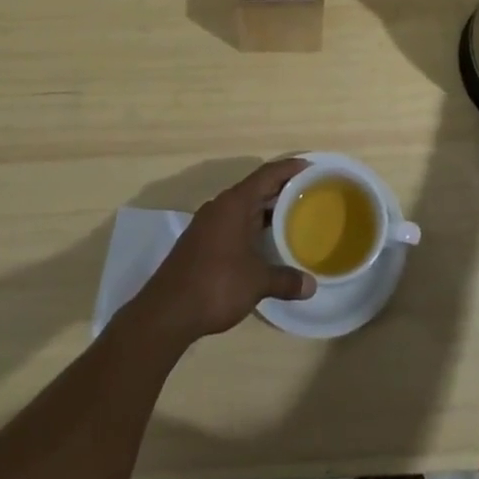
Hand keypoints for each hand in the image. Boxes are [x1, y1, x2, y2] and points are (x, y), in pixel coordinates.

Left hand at [136, 159, 315, 343]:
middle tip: (309, 193)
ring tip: (292, 216)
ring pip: (243, 207)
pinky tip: (264, 242)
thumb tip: (312, 286)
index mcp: (235, 203)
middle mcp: (221, 206)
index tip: (311, 167)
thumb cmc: (216, 284)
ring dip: (265, 209)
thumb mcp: (257, 282)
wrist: (167, 312)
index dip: (289, 168)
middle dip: (281, 189)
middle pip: (256, 188)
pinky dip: (252, 225)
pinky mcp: (201, 241)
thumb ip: (285, 279)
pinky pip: (233, 222)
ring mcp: (208, 223)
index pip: (267, 174)